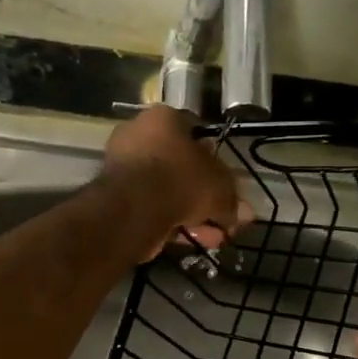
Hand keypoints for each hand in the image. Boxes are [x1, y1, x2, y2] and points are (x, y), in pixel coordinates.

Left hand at [100, 105, 248, 259]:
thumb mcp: (220, 187)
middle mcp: (138, 135)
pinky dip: (171, 222)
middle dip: (204, 195)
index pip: (195, 130)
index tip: (226, 180)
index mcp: (162, 118)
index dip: (215, 157)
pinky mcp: (114, 196)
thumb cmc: (181, 180)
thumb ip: (232, 199)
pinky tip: (192, 240)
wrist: (134, 209)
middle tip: (222, 217)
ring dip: (191, 214)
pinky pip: (151, 206)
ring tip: (212, 237)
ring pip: (166, 190)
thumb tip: (243, 214)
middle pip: (180, 165)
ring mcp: (123, 167)